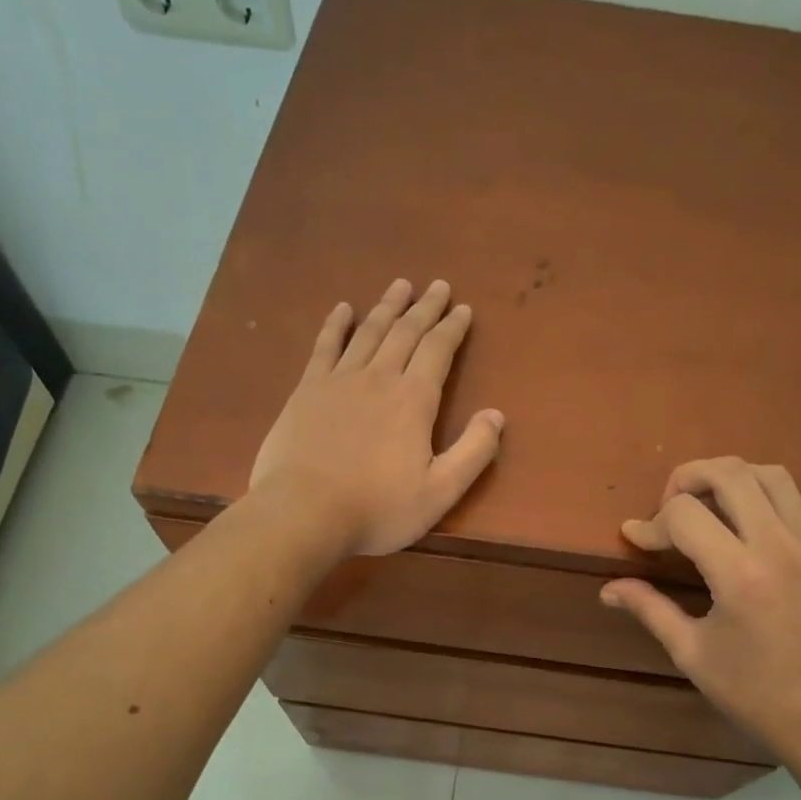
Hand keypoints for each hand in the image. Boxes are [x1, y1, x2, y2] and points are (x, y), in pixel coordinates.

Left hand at [249, 279, 503, 556]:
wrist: (304, 514)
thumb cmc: (378, 509)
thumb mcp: (440, 491)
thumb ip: (473, 451)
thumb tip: (496, 415)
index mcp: (414, 400)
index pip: (438, 351)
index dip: (452, 328)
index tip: (463, 309)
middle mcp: (379, 378)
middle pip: (406, 332)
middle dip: (425, 308)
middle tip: (438, 286)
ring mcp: (339, 380)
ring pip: (369, 332)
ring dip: (387, 307)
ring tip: (401, 285)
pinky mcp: (306, 391)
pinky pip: (324, 347)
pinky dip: (335, 325)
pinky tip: (342, 309)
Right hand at [600, 457, 800, 761]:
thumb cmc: (751, 690)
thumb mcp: (691, 652)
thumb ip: (649, 608)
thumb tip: (608, 588)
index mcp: (739, 574)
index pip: (684, 514)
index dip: (651, 523)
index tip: (638, 540)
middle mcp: (780, 546)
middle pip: (729, 472)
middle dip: (688, 478)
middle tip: (671, 508)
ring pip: (773, 475)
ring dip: (734, 481)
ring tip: (714, 508)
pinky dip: (783, 501)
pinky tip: (764, 528)